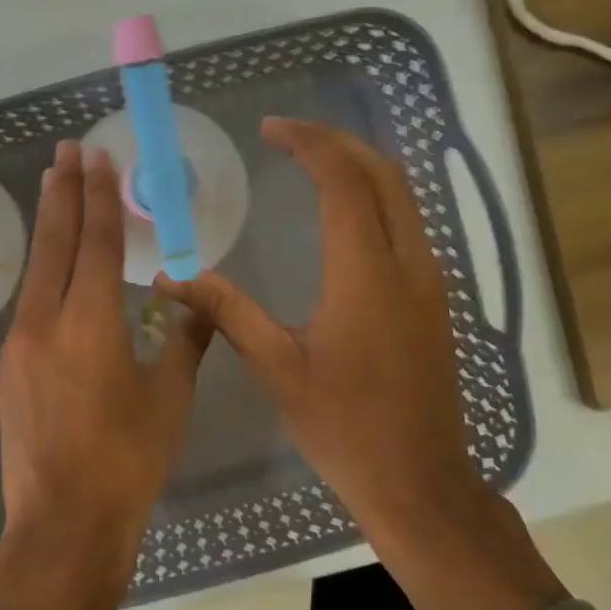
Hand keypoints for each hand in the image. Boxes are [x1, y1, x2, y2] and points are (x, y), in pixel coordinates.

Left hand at [0, 140, 213, 609]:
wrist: (63, 524)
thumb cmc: (128, 460)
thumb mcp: (171, 397)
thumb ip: (186, 340)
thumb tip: (201, 301)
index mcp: (89, 322)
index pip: (95, 241)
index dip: (97, 196)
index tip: (94, 156)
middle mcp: (45, 321)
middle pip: (53, 242)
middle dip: (61, 192)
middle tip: (65, 151)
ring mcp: (19, 345)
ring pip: (36, 271)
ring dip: (48, 229)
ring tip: (55, 192)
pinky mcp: (9, 370)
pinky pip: (29, 304)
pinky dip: (44, 273)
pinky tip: (53, 273)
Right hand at [158, 118, 563, 609]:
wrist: (418, 480)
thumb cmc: (343, 426)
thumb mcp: (277, 367)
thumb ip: (228, 310)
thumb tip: (174, 276)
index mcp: (366, 272)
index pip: (343, 180)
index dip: (308, 143)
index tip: (270, 129)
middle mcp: (409, 262)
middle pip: (384, 173)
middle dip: (338, 142)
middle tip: (290, 137)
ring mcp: (431, 280)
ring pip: (404, 195)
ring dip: (361, 166)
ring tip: (313, 162)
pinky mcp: (436, 299)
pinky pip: (411, 224)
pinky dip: (379, 197)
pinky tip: (346, 214)